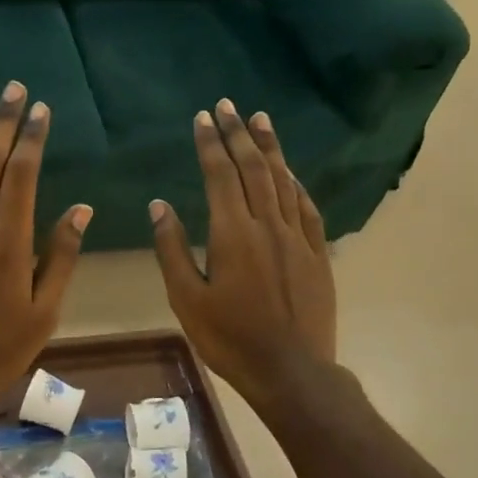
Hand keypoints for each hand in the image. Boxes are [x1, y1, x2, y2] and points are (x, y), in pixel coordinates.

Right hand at [150, 99, 337, 407]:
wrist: (291, 371)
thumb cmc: (230, 338)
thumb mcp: (186, 299)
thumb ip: (172, 249)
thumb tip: (160, 205)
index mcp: (232, 234)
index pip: (220, 175)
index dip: (211, 143)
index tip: (203, 117)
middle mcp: (267, 225)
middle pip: (253, 168)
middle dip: (239, 134)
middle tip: (229, 105)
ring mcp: (297, 237)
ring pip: (283, 180)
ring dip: (269, 148)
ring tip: (260, 119)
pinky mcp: (317, 253)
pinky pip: (306, 207)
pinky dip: (295, 183)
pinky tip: (289, 171)